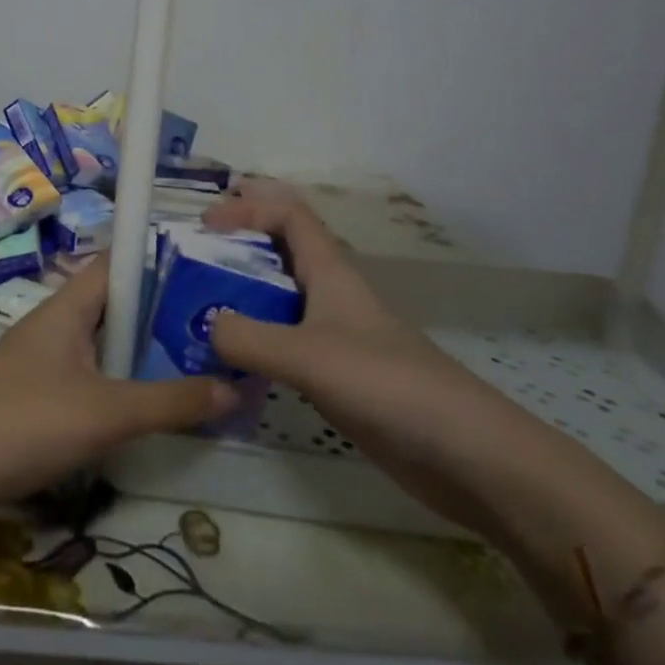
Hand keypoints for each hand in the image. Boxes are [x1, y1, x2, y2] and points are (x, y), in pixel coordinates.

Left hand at [0, 256, 238, 518]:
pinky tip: (144, 406)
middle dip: (161, 313)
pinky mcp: (34, 393)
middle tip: (215, 328)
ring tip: (194, 364)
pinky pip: (87, 374)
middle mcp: (55, 322)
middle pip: (115, 304)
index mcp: (68, 306)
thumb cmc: (26, 421)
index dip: (158, 260)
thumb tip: (235, 387)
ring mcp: (41, 358)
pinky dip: (118, 382)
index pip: (118, 263)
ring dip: (141, 352)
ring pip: (102, 343)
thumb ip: (171, 401)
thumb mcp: (107, 412)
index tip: (206, 272)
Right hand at [203, 180, 548, 537]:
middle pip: (284, 252)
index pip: (289, 216)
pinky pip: (287, 345)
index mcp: (332, 274)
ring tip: (200, 306)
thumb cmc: (388, 385)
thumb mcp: (308, 355)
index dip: (248, 209)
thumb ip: (248, 339)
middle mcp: (333, 297)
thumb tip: (205, 328)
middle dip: (242, 243)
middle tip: (196, 253)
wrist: (468, 456)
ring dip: (244, 295)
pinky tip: (233, 363)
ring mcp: (339, 339)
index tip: (205, 224)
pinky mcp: (341, 379)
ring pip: (282, 301)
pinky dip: (256, 342)